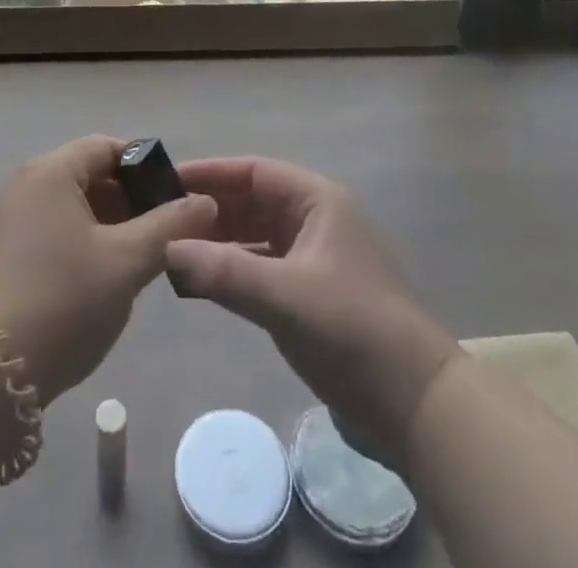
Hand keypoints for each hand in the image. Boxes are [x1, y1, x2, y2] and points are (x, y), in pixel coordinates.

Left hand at [0, 135, 216, 403]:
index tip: (174, 196)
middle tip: (161, 233)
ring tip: (137, 259)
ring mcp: (6, 220)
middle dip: (127, 199)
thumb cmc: (63, 301)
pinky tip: (98, 279)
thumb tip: (205, 202)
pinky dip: (78, 242)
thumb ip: (170, 226)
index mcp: (50, 171)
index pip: (105, 147)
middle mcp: (23, 184)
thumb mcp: (127, 262)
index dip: (144, 166)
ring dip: (105, 224)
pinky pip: (49, 230)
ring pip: (68, 206)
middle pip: (85, 174)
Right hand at [165, 157, 459, 470]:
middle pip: (253, 201)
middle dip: (210, 209)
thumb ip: (223, 271)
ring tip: (173, 249)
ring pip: (255, 236)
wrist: (416, 406)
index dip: (211, 173)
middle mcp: (315, 220)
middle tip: (162, 219)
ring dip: (218, 242)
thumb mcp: (285, 296)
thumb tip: (166, 249)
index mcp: (317, 201)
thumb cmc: (352, 329)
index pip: (254, 171)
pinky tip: (201, 283)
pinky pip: (261, 268)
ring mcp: (314, 259)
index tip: (167, 181)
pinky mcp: (311, 295)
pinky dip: (233, 271)